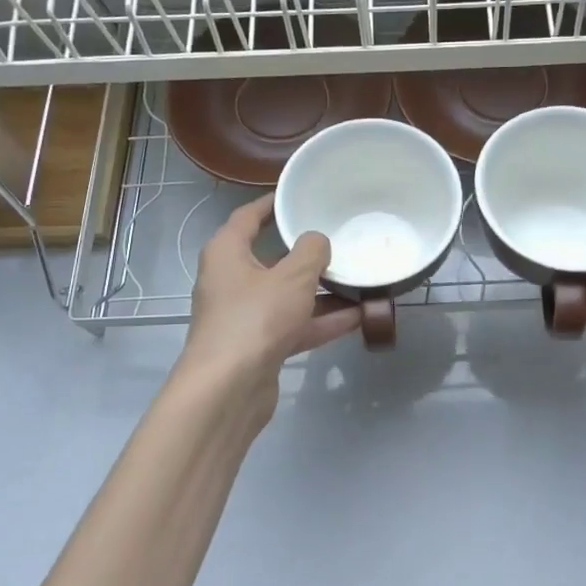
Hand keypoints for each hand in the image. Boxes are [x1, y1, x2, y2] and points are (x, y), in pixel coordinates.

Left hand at [179, 194, 359, 398]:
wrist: (229, 388)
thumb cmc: (255, 318)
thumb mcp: (292, 277)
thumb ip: (311, 252)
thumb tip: (317, 241)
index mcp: (227, 253)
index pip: (247, 217)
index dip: (271, 204)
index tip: (296, 196)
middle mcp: (230, 281)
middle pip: (271, 259)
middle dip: (306, 254)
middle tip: (338, 240)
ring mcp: (244, 316)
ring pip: (286, 296)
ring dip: (320, 292)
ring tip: (357, 280)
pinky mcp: (258, 346)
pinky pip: (293, 325)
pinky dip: (320, 321)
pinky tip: (357, 317)